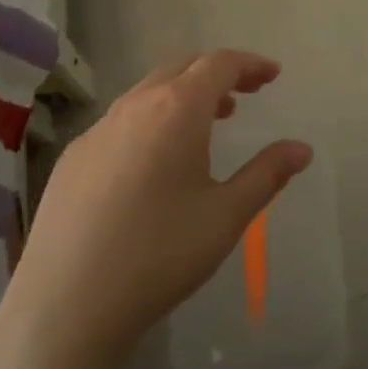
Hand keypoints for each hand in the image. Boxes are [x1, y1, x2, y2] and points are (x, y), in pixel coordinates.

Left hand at [0, 50, 311, 367]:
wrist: (65, 304)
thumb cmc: (159, 255)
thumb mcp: (226, 216)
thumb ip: (267, 174)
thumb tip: (302, 149)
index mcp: (177, 109)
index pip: (219, 64)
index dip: (250, 64)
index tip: (272, 75)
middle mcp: (135, 105)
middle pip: (182, 68)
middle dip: (218, 73)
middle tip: (246, 94)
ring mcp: (97, 129)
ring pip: (148, 91)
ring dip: (183, 95)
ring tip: (209, 122)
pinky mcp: (73, 156)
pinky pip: (121, 120)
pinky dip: (151, 119)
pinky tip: (155, 161)